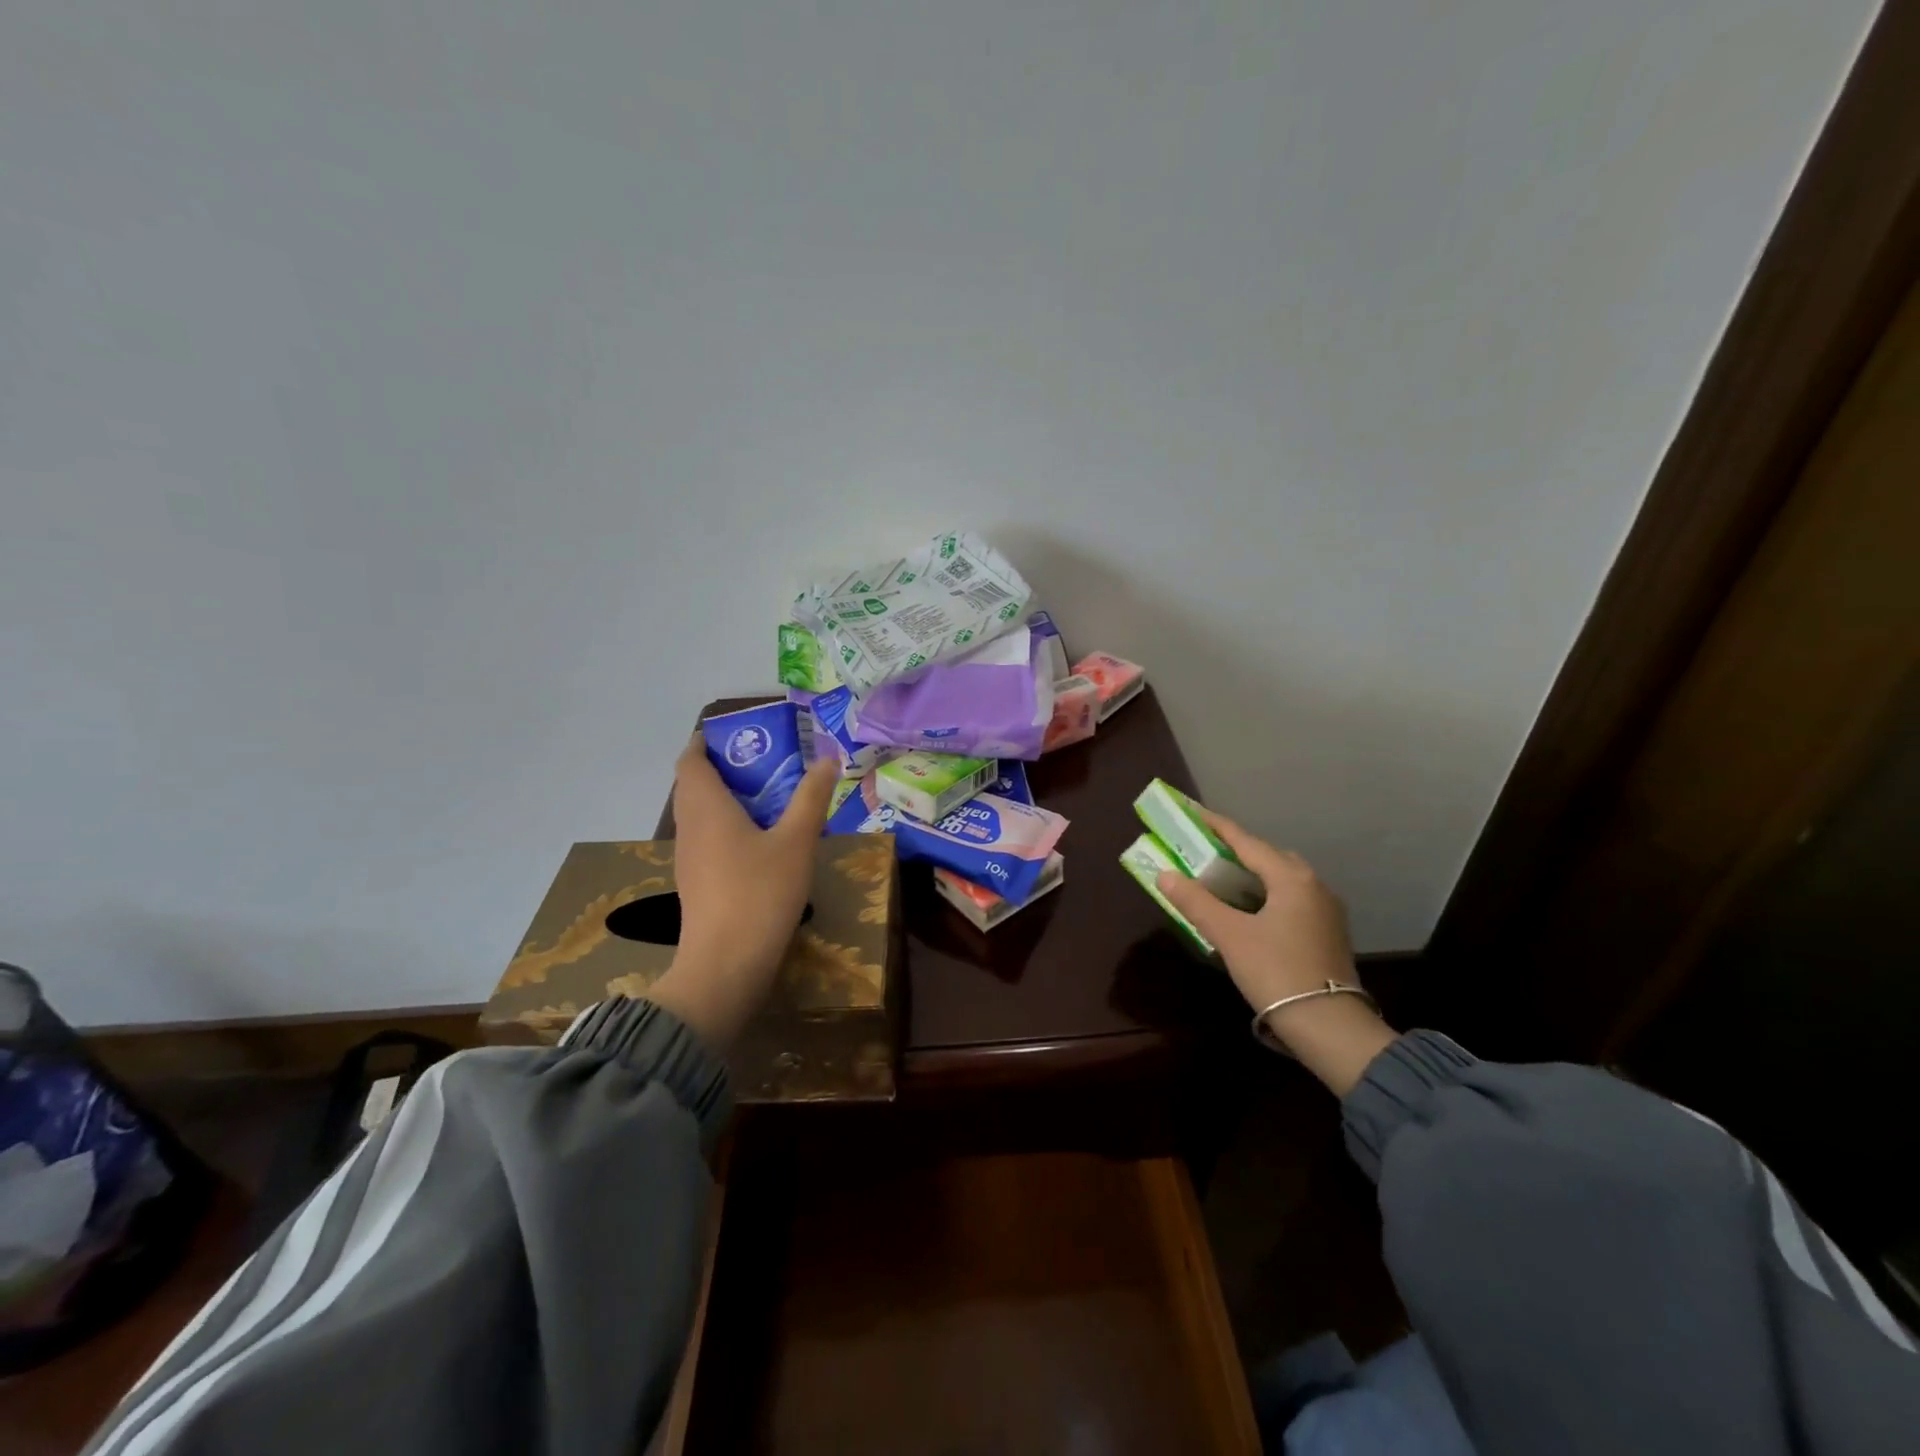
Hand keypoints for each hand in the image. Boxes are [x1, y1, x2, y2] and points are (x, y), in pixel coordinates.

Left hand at [642, 735, 839, 1051]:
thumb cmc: (760, 893)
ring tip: (765, 795)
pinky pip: (705, 840)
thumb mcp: (796, 841)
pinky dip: (725, 827)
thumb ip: (811, 798)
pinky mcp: (696, 885)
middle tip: (762, 761)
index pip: (690, 761)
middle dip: (721, 768)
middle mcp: (689, 827)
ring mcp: (688, 859)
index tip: (732, 733)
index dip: (704, 743)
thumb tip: (828, 759)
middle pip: (692, 786)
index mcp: (706, 808)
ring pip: (698, 815)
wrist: (725, 966)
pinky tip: (757, 840)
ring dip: (723, 799)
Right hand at [1155, 812, 1395, 1095]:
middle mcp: (1314, 885)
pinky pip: (1291, 898)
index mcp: (1291, 878)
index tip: (1194, 813)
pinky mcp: (1328, 932)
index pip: (1247, 841)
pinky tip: (1249, 909)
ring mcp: (1326, 909)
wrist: (1330, 1027)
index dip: (1217, 826)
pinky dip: (1266, 893)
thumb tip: (1165, 874)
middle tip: (1205, 851)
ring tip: (1221, 878)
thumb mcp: (1229, 935)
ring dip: (1252, 874)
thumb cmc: (1276, 972)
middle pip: (1268, 856)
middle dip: (1236, 850)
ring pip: (1282, 878)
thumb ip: (1196, 902)